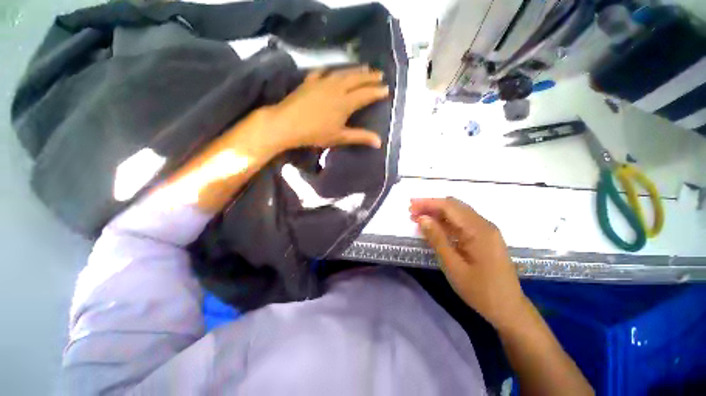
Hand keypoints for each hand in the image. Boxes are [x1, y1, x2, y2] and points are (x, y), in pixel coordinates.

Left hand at [264, 66, 388, 150]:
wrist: (287, 124)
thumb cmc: (315, 133)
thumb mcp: (340, 137)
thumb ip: (360, 137)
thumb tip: (379, 142)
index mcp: (345, 102)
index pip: (365, 94)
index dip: (377, 92)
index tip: (387, 89)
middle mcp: (336, 88)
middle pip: (356, 79)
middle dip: (369, 76)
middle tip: (379, 74)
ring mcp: (322, 82)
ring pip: (342, 73)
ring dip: (355, 70)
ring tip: (364, 68)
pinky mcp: (309, 81)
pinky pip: (322, 72)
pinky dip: (330, 71)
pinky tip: (331, 71)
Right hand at [410, 197, 528, 329]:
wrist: (508, 309)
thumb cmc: (480, 291)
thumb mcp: (453, 266)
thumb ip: (437, 239)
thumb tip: (422, 218)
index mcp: (479, 230)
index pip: (449, 206)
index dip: (428, 203)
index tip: (410, 206)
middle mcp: (484, 224)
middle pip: (454, 206)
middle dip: (431, 206)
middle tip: (412, 212)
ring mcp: (486, 230)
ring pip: (457, 213)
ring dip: (437, 212)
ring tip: (418, 218)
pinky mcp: (484, 237)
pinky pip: (462, 222)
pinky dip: (446, 222)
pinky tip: (434, 227)